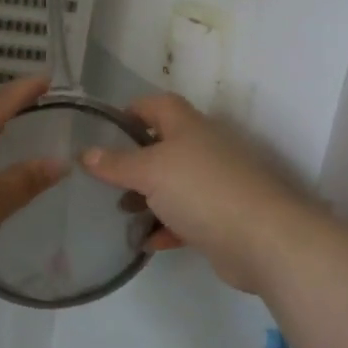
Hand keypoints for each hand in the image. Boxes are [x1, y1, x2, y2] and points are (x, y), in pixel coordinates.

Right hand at [82, 94, 314, 294]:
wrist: (262, 238)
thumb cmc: (201, 190)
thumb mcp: (150, 172)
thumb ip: (116, 164)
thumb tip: (86, 153)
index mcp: (189, 127)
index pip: (158, 105)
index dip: (133, 111)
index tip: (106, 129)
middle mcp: (205, 150)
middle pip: (165, 147)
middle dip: (135, 162)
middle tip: (108, 179)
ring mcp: (216, 185)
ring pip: (174, 185)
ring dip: (149, 198)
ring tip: (123, 212)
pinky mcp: (222, 218)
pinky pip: (187, 217)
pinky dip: (166, 227)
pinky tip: (147, 242)